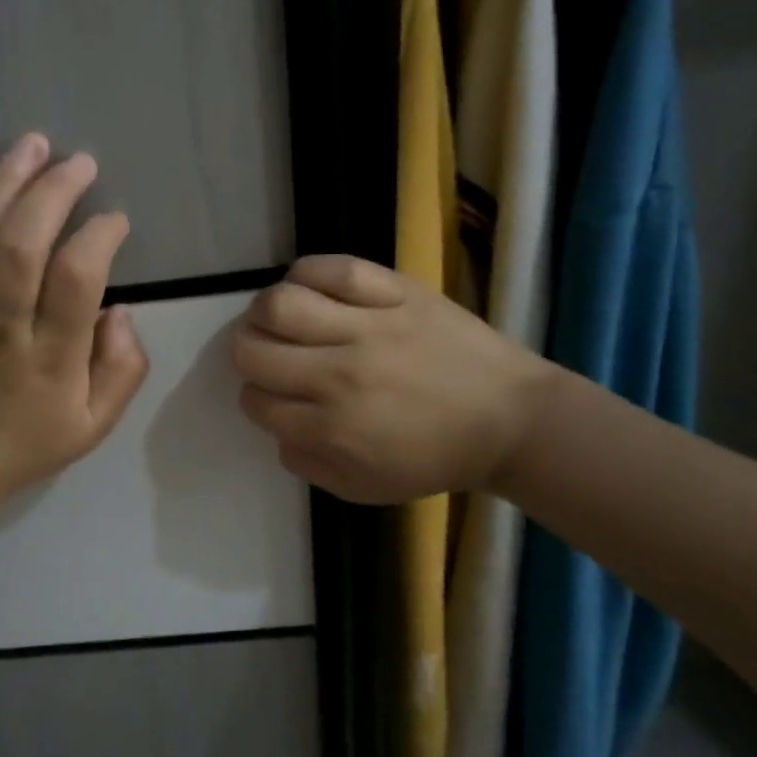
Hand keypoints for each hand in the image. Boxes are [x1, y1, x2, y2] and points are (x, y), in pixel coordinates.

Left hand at [0, 133, 148, 503]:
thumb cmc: (26, 443)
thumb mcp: (93, 425)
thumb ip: (122, 369)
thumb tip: (120, 309)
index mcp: (51, 357)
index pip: (77, 280)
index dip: (99, 238)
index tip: (115, 221)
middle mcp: (1, 327)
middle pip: (22, 246)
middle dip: (54, 193)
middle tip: (80, 163)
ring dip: (3, 184)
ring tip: (32, 144)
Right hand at [231, 255, 553, 503]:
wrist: (510, 420)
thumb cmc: (435, 458)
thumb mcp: (363, 488)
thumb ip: (307, 463)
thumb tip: (277, 427)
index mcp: (332, 428)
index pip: (256, 400)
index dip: (256, 397)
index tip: (272, 395)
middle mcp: (339, 374)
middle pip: (252, 349)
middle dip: (246, 354)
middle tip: (266, 355)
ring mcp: (368, 326)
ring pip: (280, 303)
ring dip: (265, 312)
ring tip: (281, 318)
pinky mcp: (396, 291)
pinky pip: (333, 268)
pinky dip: (306, 273)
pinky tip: (308, 287)